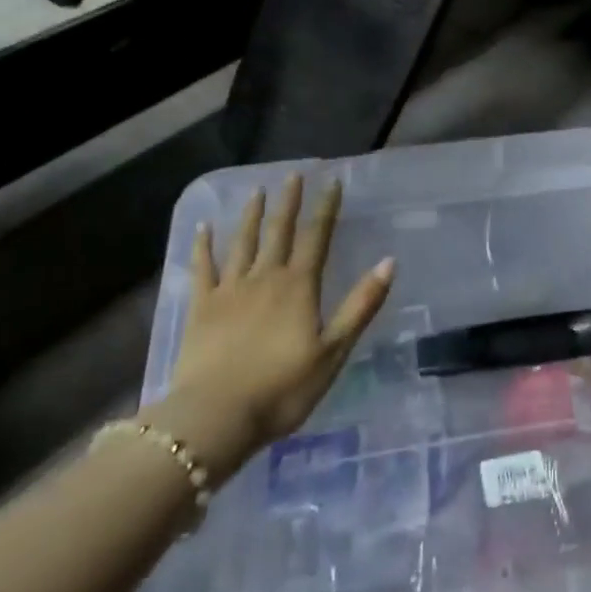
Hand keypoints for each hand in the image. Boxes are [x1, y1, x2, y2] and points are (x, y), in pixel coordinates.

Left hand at [144, 174, 392, 477]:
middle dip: (289, 201)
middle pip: (279, 231)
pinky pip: (202, 268)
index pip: (317, 237)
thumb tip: (389, 261)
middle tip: (293, 174)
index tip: (332, 181)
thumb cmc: (282, 389)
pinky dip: (203, 246)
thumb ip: (360, 305)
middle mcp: (265, 277)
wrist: (216, 417)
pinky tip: (203, 227)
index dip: (326, 208)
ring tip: (257, 191)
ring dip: (251, 215)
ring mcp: (230, 290)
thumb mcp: (333, 351)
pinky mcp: (201, 307)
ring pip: (242, 242)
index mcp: (299, 287)